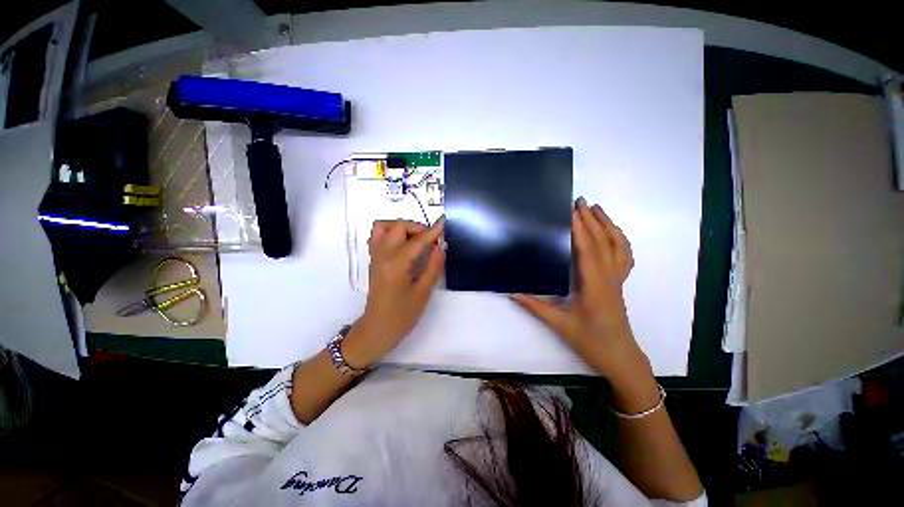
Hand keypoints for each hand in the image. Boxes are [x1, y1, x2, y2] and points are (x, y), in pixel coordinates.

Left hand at [343, 218, 445, 368]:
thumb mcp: (423, 292)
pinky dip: (391, 233)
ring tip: (415, 239)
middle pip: (397, 226)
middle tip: (430, 239)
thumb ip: (434, 266)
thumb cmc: (402, 315)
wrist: (377, 329)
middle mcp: (383, 255)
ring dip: (400, 227)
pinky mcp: (373, 260)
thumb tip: (442, 246)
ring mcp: (375, 256)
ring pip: (383, 227)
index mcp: (396, 264)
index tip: (443, 221)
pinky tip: (403, 245)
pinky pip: (378, 236)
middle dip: (416, 227)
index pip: (417, 241)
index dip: (432, 231)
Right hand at [512, 198, 650, 382]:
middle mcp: (609, 278)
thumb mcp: (559, 325)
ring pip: (619, 246)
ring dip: (608, 225)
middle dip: (592, 219)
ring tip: (596, 208)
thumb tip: (512, 292)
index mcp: (594, 286)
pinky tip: (611, 232)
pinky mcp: (619, 283)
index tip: (570, 211)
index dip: (579, 229)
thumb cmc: (590, 341)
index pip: (587, 251)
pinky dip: (619, 239)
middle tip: (579, 201)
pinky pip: (624, 256)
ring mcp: (617, 280)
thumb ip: (535, 306)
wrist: (620, 356)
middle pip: (603, 242)